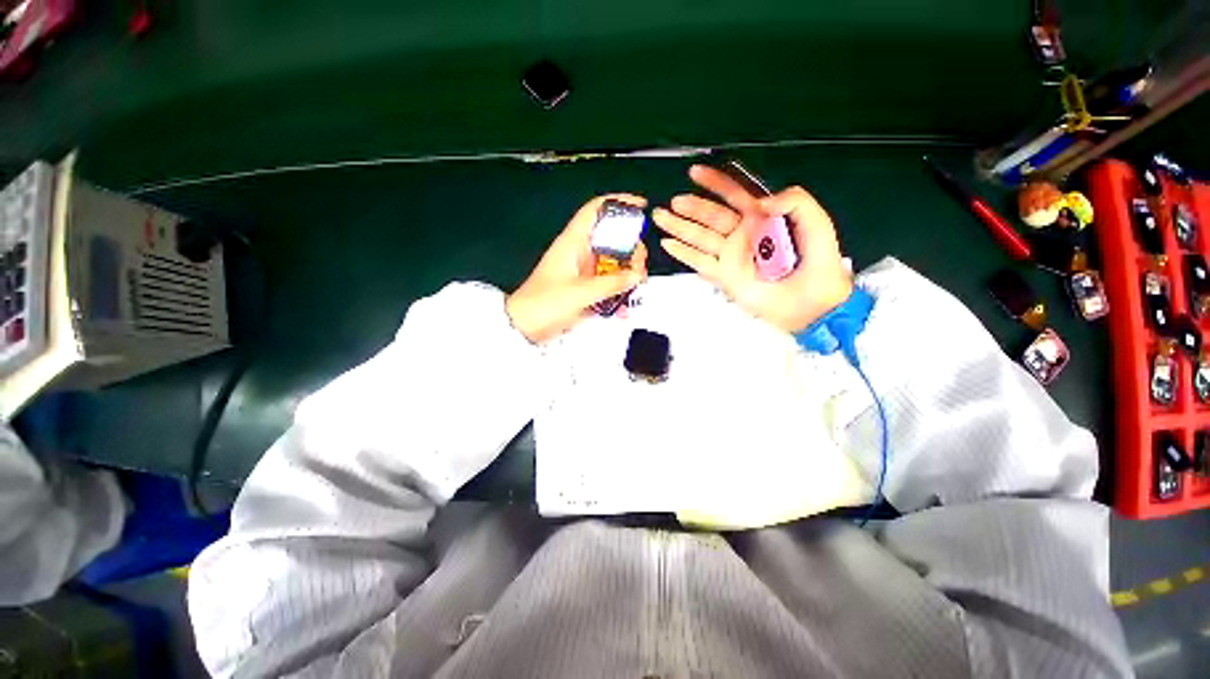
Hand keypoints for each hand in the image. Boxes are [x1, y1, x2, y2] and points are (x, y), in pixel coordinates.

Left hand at [507, 194, 648, 342]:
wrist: (525, 327)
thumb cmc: (542, 304)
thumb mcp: (580, 293)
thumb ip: (611, 284)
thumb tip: (634, 275)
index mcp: (573, 242)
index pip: (596, 210)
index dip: (618, 202)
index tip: (640, 206)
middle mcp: (579, 252)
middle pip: (612, 238)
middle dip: (631, 249)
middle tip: (638, 268)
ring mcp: (583, 270)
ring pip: (613, 262)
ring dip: (626, 273)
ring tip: (634, 286)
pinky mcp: (584, 287)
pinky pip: (607, 283)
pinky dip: (617, 291)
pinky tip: (621, 306)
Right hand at [653, 165, 851, 332]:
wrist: (812, 305)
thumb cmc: (818, 265)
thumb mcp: (817, 224)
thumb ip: (795, 202)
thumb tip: (759, 202)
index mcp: (761, 219)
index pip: (734, 195)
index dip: (715, 182)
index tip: (695, 172)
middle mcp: (742, 235)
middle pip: (711, 216)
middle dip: (691, 207)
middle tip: (673, 202)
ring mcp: (730, 256)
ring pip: (699, 237)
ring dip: (679, 227)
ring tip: (661, 218)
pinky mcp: (724, 276)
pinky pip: (699, 262)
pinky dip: (683, 254)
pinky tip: (668, 245)